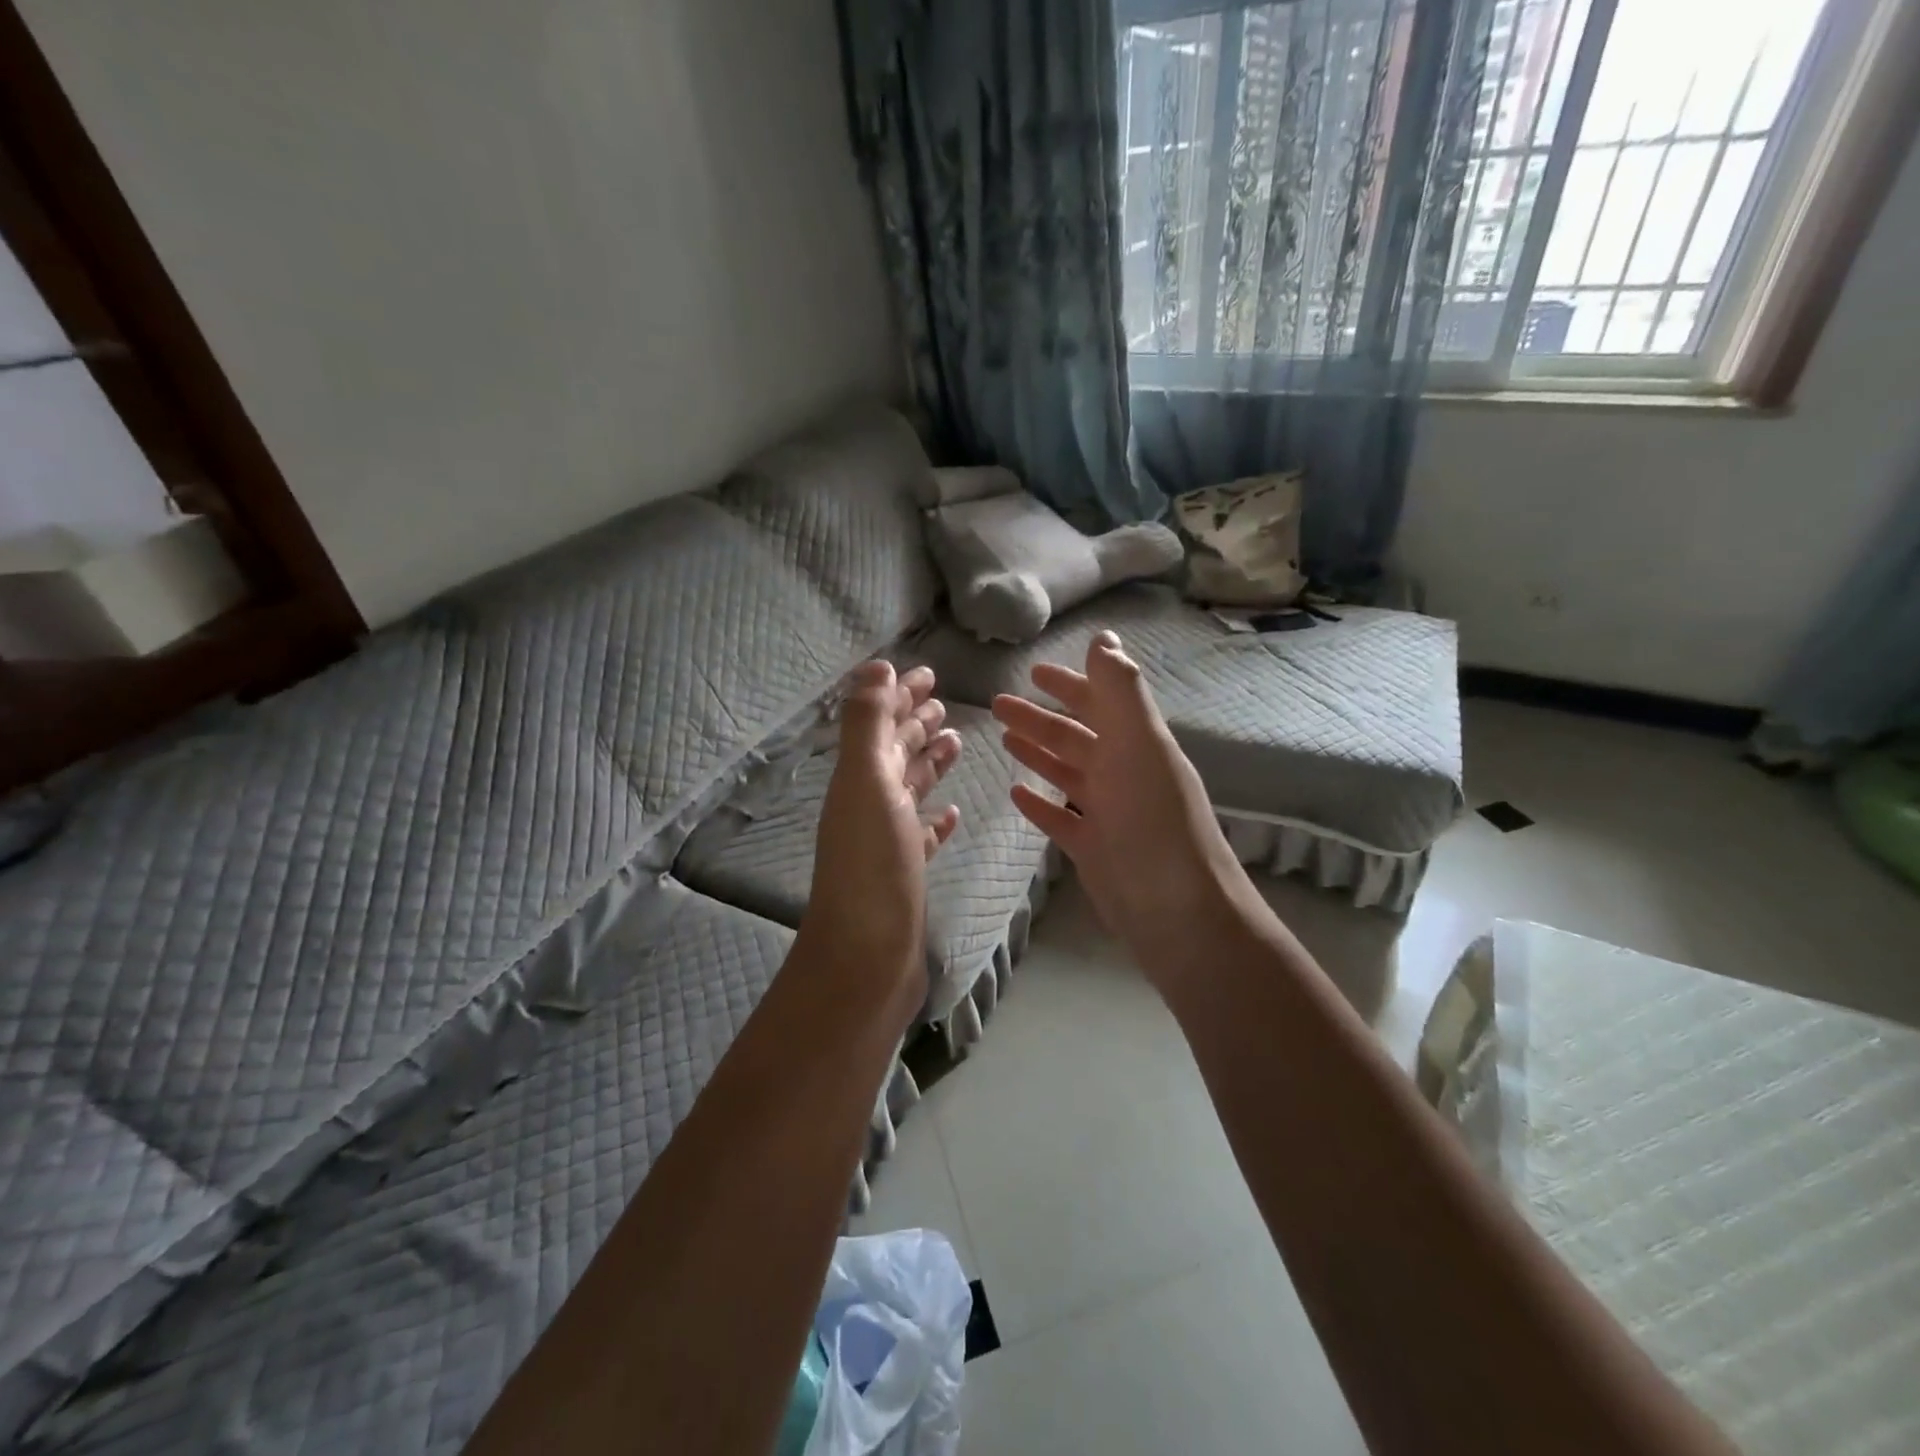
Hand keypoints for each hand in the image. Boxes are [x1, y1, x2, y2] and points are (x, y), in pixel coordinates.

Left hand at [798, 662, 962, 1030]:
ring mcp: (887, 840)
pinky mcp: (905, 872)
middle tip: (943, 701)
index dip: (899, 695)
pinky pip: (921, 834)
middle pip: (894, 752)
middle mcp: (869, 803)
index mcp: (858, 778)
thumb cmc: (871, 865)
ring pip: (909, 789)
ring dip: (928, 762)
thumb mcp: (866, 782)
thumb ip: (868, 723)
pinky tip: (952, 812)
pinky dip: (935, 817)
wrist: (867, 957)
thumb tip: (875, 666)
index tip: (927, 673)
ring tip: (955, 742)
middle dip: (915, 722)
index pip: (880, 723)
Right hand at [994, 631, 1252, 991]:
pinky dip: (1039, 801)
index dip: (1070, 684)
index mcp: (1136, 743)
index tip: (1034, 671)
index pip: (1100, 702)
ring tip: (1003, 737)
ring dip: (1037, 752)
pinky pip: (1059, 816)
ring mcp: (1107, 812)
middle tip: (998, 704)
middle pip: (1075, 736)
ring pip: (1065, 772)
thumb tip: (1104, 637)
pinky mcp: (1092, 847)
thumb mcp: (1140, 744)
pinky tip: (1015, 792)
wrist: (1175, 908)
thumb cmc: (1154, 819)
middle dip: (1039, 717)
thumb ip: (1120, 690)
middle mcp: (1122, 772)